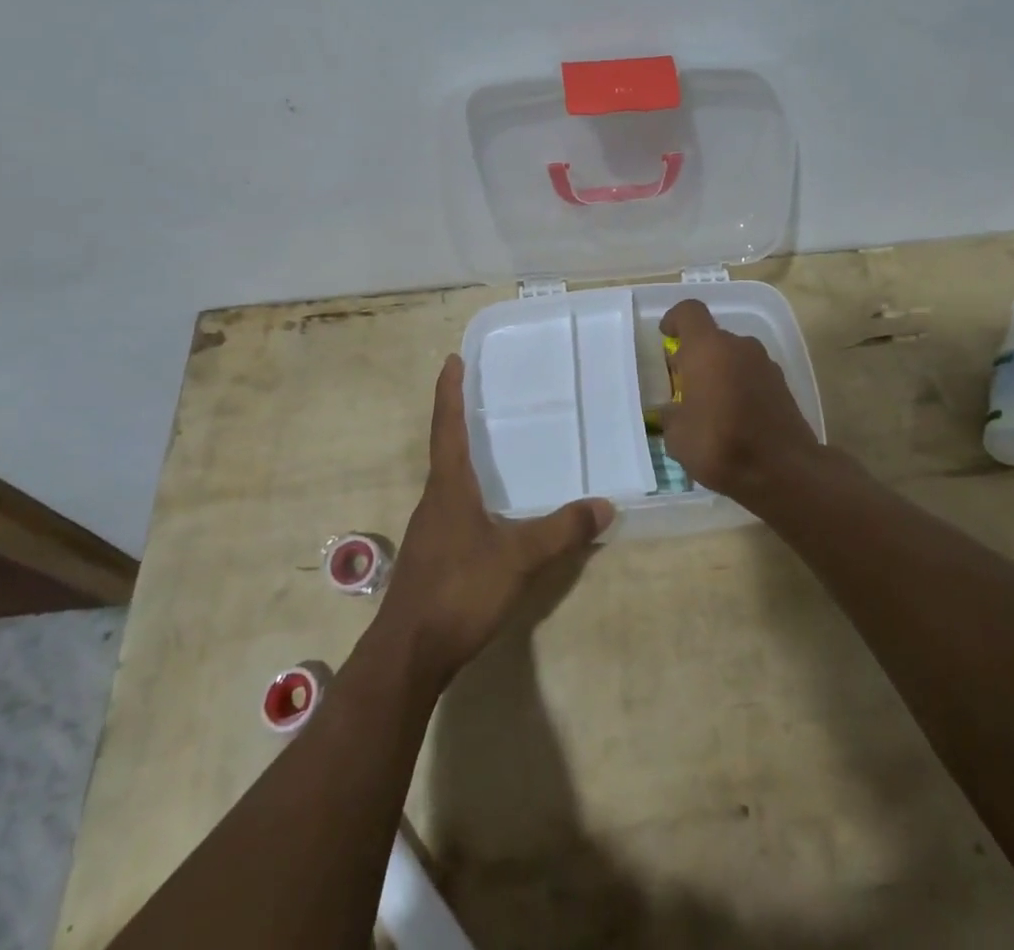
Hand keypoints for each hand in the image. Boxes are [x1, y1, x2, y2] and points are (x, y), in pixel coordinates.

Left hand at [379, 356, 612, 687]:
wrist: (408, 654)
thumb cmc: (459, 591)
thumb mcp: (519, 558)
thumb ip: (562, 531)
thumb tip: (605, 505)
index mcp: (448, 487)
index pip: (448, 426)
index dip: (450, 391)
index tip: (452, 359)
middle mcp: (434, 500)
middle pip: (445, 448)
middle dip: (460, 418)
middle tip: (483, 394)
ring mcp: (429, 529)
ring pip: (448, 481)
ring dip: (465, 457)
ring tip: (492, 447)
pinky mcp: (432, 555)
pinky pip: (452, 508)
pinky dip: (470, 492)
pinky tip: (490, 510)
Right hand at [659, 299, 819, 503]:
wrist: (784, 470)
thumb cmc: (720, 444)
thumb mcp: (678, 437)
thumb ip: (672, 415)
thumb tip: (675, 411)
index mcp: (708, 349)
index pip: (689, 312)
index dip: (675, 319)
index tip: (666, 336)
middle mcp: (739, 347)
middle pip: (712, 338)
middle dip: (696, 356)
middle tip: (683, 386)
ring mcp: (765, 364)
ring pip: (734, 357)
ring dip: (719, 373)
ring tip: (709, 407)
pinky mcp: (783, 385)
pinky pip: (752, 376)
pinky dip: (740, 387)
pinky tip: (734, 419)